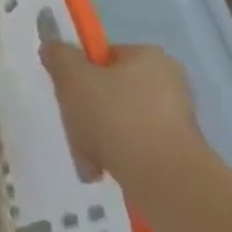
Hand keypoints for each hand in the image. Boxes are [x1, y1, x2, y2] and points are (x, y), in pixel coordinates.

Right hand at [40, 38, 205, 185]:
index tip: (67, 91)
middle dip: (86, 109)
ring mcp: (177, 122)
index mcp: (150, 58)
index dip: (80, 71)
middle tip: (73, 125)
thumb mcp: (73, 77)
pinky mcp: (178, 155)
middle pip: (110, 90)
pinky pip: (134, 148)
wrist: (166, 182)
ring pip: (119, 121)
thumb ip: (58, 55)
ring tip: (85, 155)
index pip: (105, 56)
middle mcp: (170, 84)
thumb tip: (54, 49)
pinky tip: (101, 169)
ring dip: (96, 136)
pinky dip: (115, 156)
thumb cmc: (117, 117)